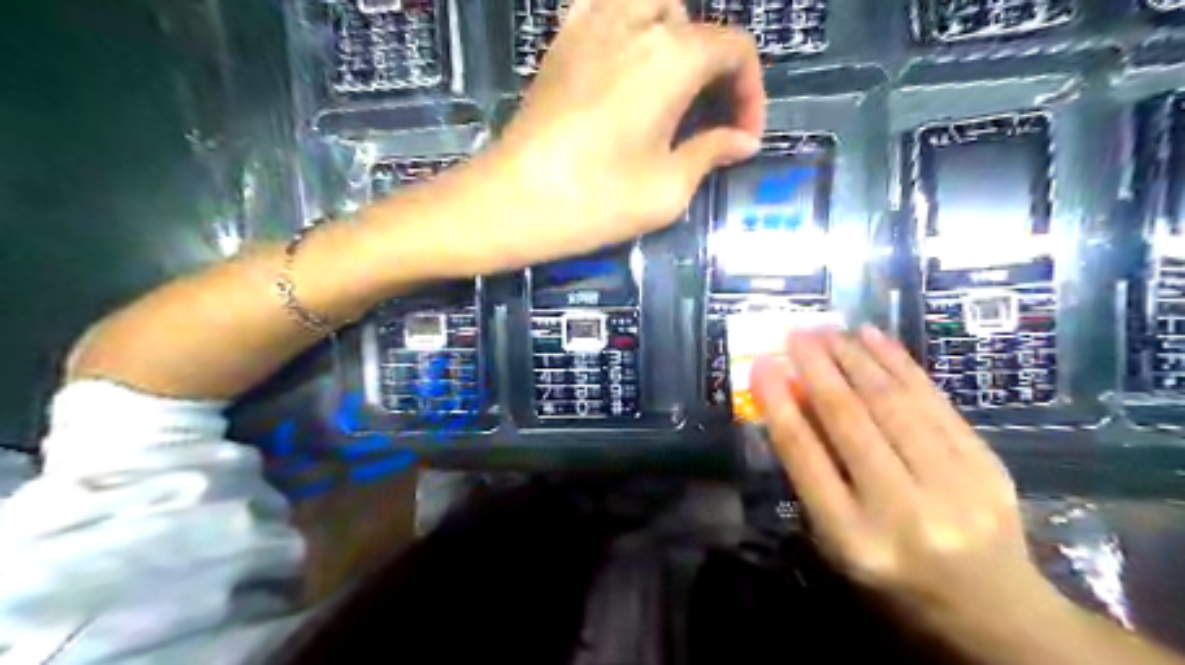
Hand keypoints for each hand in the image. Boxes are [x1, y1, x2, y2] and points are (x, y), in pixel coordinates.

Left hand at [483, 0, 768, 264]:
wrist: (511, 201)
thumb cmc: (595, 200)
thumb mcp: (667, 189)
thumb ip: (711, 154)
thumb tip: (743, 141)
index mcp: (672, 57)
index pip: (734, 50)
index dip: (750, 93)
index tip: (742, 138)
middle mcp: (634, 25)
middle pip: (696, 25)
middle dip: (716, 69)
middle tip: (711, 118)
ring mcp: (590, 26)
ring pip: (650, 4)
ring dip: (675, 38)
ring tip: (673, 86)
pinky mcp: (560, 44)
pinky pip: (603, 8)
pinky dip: (627, 24)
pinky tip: (625, 64)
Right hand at [749, 330, 1053, 630]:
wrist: (994, 611)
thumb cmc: (894, 579)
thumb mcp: (837, 540)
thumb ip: (814, 473)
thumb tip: (794, 400)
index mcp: (853, 538)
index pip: (805, 456)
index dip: (779, 403)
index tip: (762, 363)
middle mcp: (902, 510)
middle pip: (850, 421)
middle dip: (817, 368)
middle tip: (796, 333)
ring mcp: (953, 486)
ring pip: (892, 403)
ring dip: (855, 358)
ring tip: (829, 330)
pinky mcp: (986, 465)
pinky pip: (934, 401)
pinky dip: (899, 364)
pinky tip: (874, 338)